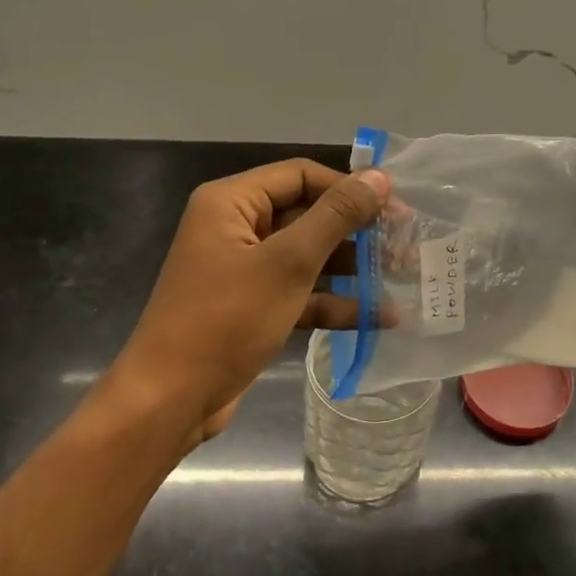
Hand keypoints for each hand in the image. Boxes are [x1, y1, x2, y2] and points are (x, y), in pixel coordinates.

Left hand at [112, 158, 390, 450]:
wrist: (171, 399)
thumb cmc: (227, 319)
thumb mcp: (288, 263)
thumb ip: (336, 216)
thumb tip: (379, 178)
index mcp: (232, 203)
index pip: (301, 176)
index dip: (349, 188)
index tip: (395, 209)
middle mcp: (236, 228)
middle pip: (307, 215)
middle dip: (356, 232)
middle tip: (404, 246)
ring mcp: (244, 270)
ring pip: (307, 256)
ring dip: (352, 268)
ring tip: (401, 278)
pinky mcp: (252, 306)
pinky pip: (299, 292)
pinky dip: (333, 302)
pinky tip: (379, 318)